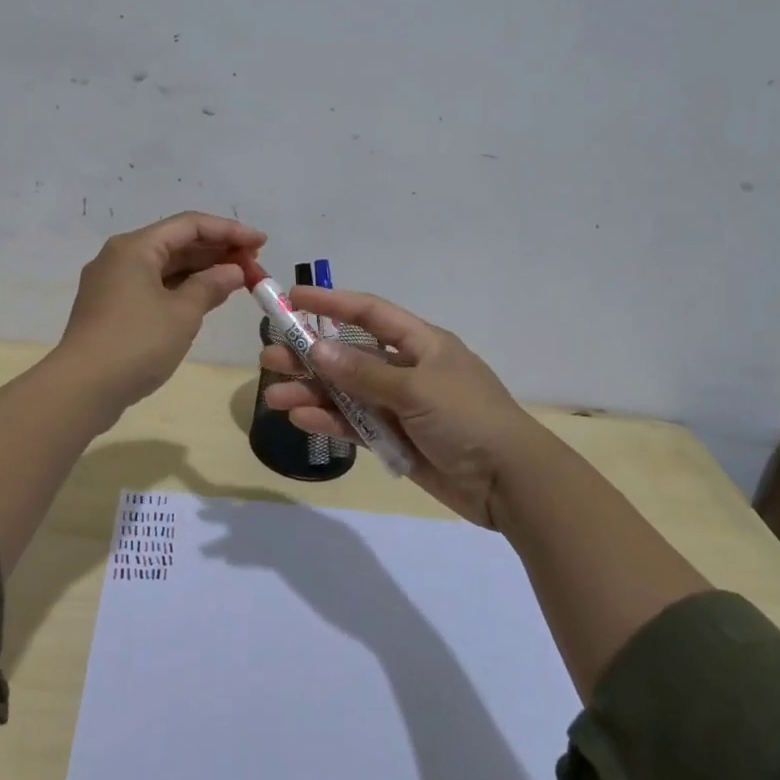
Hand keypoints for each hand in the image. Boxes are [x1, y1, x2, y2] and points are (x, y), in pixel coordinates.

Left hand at [58, 210, 266, 406]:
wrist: (81, 389)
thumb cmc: (136, 343)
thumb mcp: (182, 313)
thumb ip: (211, 286)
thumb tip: (234, 271)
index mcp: (135, 247)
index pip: (190, 225)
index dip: (229, 230)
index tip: (262, 242)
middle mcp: (121, 257)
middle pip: (177, 242)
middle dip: (217, 250)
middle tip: (255, 263)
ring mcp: (113, 283)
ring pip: (166, 266)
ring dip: (202, 270)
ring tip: (239, 279)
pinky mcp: (112, 308)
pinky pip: (154, 286)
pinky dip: (183, 288)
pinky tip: (208, 297)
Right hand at [260, 288, 542, 527]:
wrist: (510, 482)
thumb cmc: (467, 419)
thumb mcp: (416, 389)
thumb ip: (364, 372)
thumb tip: (317, 347)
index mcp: (421, 343)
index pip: (369, 312)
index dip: (331, 302)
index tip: (293, 297)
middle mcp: (408, 369)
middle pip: (350, 353)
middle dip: (310, 353)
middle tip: (269, 354)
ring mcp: (401, 405)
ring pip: (347, 392)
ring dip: (312, 391)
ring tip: (274, 394)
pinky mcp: (397, 439)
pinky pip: (356, 424)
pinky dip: (330, 421)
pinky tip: (301, 418)